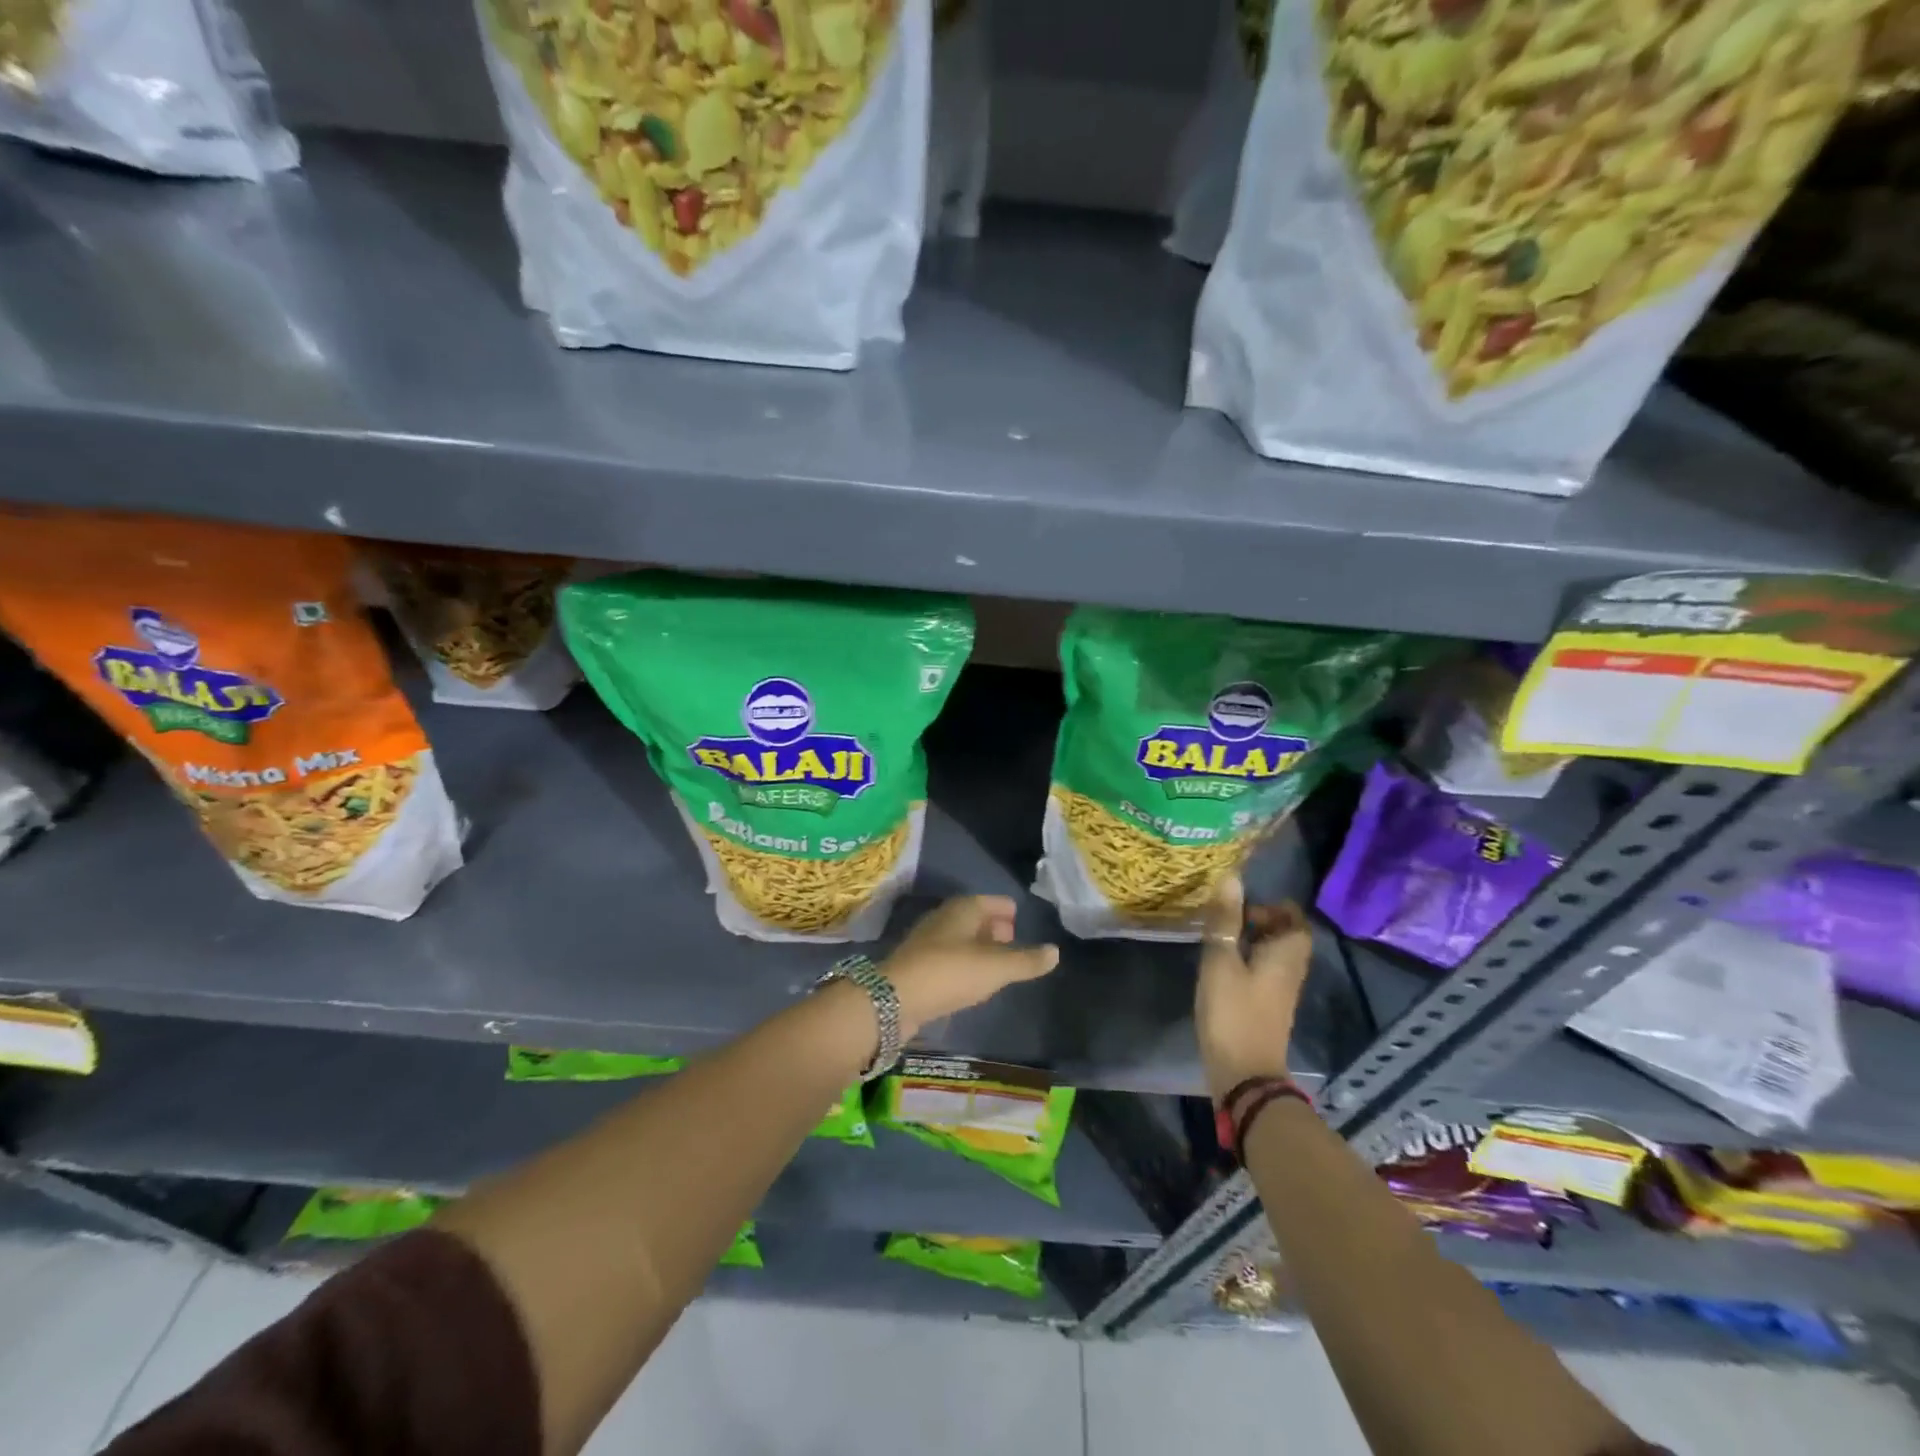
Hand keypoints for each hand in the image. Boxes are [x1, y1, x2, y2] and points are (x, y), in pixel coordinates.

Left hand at [882, 896, 1059, 1039]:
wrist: (895, 999)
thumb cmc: (951, 972)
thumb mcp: (997, 968)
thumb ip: (1027, 961)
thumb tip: (1055, 951)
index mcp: (963, 909)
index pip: (991, 901)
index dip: (1006, 909)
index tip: (1019, 919)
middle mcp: (943, 918)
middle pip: (973, 917)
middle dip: (993, 927)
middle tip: (1012, 940)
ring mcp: (927, 942)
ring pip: (959, 938)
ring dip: (977, 947)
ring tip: (995, 963)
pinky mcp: (917, 965)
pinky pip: (947, 958)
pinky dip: (963, 963)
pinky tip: (970, 980)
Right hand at [1196, 875, 1311, 1102]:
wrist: (1244, 1076)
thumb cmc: (1232, 1013)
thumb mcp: (1221, 961)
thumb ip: (1225, 921)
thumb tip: (1232, 878)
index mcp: (1287, 955)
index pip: (1296, 920)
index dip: (1274, 907)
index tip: (1244, 906)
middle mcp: (1291, 971)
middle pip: (1286, 936)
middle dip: (1260, 922)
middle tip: (1227, 919)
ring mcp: (1280, 992)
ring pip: (1274, 955)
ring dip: (1252, 942)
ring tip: (1219, 938)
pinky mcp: (1267, 1008)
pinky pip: (1264, 972)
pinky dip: (1247, 961)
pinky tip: (1220, 965)